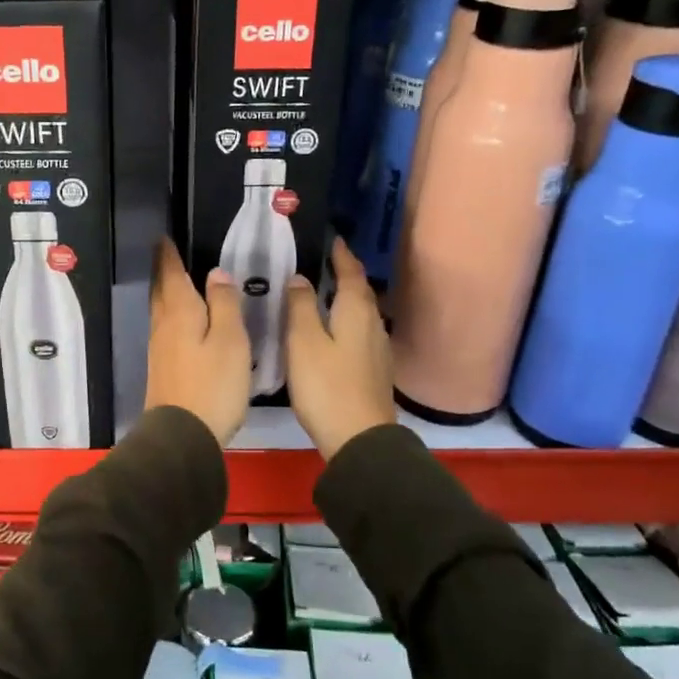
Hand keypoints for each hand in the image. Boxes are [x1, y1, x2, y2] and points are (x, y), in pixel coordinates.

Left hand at [143, 238, 250, 445]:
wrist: (182, 435)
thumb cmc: (212, 384)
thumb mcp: (230, 340)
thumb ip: (224, 304)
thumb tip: (216, 273)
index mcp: (180, 312)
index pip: (170, 274)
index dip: (168, 255)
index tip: (163, 238)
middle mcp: (164, 325)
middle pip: (161, 291)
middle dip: (162, 270)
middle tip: (165, 253)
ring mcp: (160, 348)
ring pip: (161, 310)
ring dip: (166, 292)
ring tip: (175, 281)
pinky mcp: (163, 368)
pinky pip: (166, 328)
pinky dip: (172, 314)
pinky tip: (182, 321)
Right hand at [285, 238, 397, 459]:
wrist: (359, 439)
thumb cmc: (327, 386)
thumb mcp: (303, 342)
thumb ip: (301, 306)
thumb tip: (301, 278)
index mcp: (356, 312)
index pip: (351, 273)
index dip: (341, 255)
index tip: (332, 239)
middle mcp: (372, 325)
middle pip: (360, 291)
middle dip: (346, 274)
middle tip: (325, 261)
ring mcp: (377, 350)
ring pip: (362, 313)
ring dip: (347, 297)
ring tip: (325, 291)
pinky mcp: (374, 371)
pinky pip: (360, 332)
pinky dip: (347, 320)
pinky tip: (333, 329)